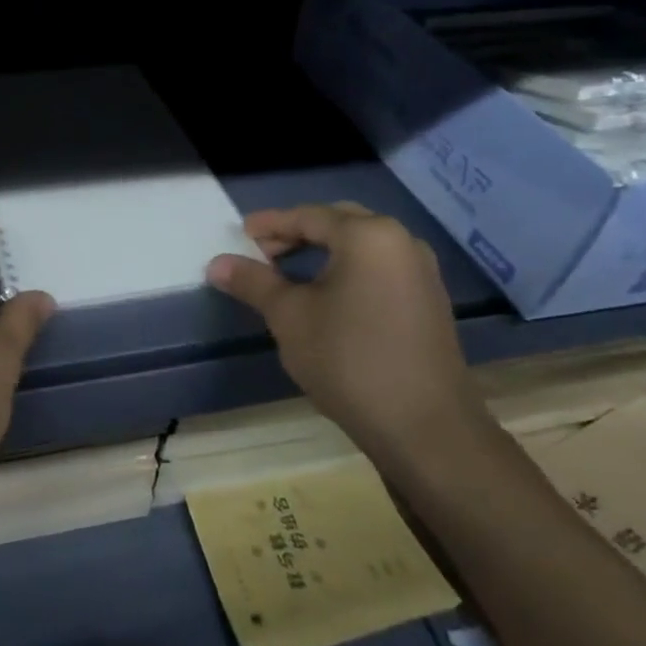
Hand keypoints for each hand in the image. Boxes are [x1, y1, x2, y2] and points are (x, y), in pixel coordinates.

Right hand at [206, 203, 481, 459]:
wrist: (426, 429)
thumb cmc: (349, 361)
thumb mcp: (289, 317)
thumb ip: (253, 282)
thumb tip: (216, 263)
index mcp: (368, 236)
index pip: (308, 216)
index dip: (270, 224)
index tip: (240, 234)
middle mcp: (401, 242)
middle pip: (339, 223)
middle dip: (297, 233)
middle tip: (262, 251)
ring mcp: (421, 272)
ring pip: (362, 246)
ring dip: (323, 251)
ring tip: (288, 272)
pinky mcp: (429, 302)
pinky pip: (380, 268)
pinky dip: (348, 270)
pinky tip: (327, 296)